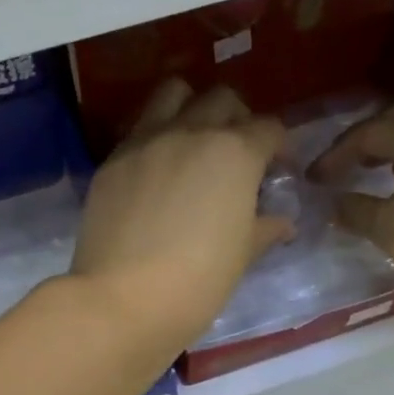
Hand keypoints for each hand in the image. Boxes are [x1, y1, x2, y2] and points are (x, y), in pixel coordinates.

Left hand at [70, 80, 292, 357]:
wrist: (122, 300)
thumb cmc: (197, 282)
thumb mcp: (242, 255)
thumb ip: (264, 227)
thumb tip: (282, 222)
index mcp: (234, 152)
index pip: (269, 127)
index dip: (279, 147)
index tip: (276, 170)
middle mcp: (190, 132)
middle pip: (222, 99)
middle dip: (237, 118)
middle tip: (236, 154)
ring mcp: (145, 141)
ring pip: (173, 94)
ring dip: (190, 107)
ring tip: (192, 142)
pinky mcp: (111, 160)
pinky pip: (138, 130)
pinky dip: (153, 137)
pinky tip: (155, 171)